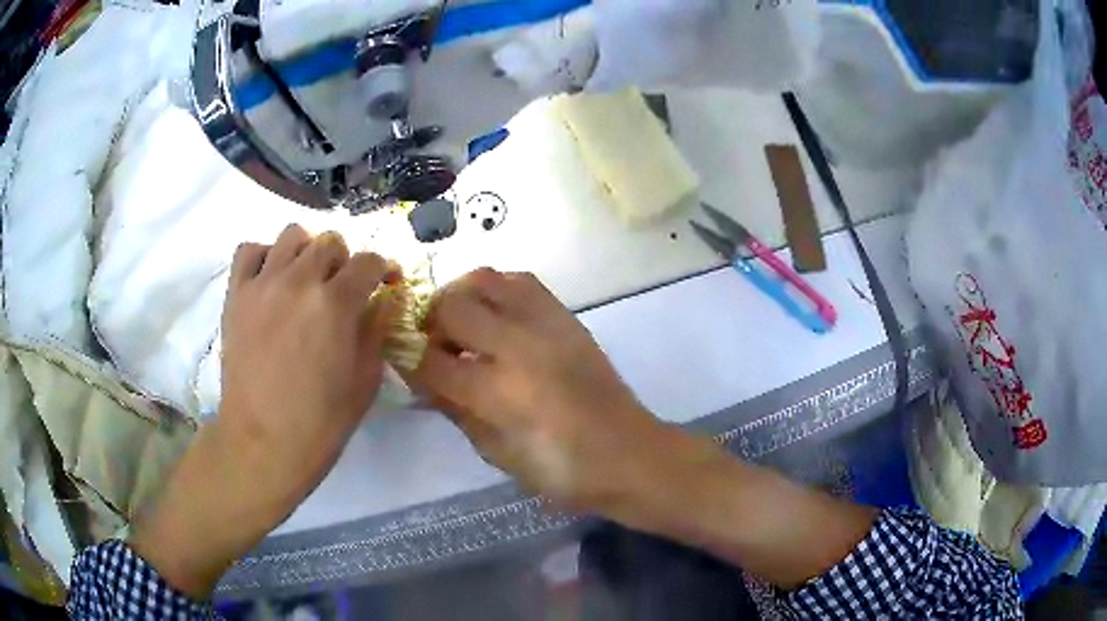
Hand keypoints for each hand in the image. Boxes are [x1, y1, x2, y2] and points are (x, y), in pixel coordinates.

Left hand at [132, 225, 395, 597]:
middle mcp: (298, 280)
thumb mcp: (365, 381)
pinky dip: (265, 255)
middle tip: (342, 289)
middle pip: (330, 242)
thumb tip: (385, 299)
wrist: (263, 443)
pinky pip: (250, 250)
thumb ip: (377, 330)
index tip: (385, 284)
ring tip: (305, 280)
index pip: (369, 261)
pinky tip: (271, 279)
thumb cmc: (321, 422)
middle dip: (345, 261)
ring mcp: (262, 284)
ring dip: (307, 252)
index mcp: (335, 303)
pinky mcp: (236, 294)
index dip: (383, 269)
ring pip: (292, 235)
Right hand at [415, 269, 876, 590]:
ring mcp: (547, 325)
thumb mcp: (498, 455)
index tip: (399, 358)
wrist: (631, 454)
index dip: (406, 358)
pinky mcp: (567, 317)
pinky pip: (521, 282)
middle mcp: (520, 348)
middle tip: (431, 343)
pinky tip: (495, 316)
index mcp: (500, 394)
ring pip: (485, 279)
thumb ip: (456, 411)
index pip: (429, 361)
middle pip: (452, 307)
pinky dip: (496, 290)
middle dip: (428, 322)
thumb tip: (424, 378)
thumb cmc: (563, 473)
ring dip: (461, 296)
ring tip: (460, 323)